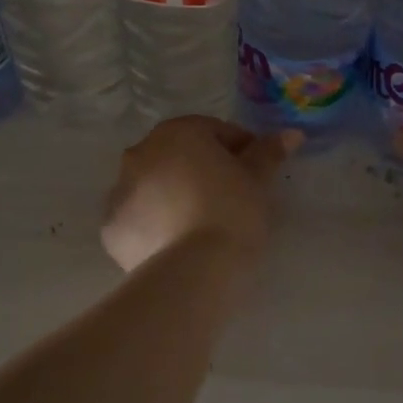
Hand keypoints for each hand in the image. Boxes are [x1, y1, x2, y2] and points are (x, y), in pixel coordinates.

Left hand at [102, 117, 300, 272]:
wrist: (194, 271)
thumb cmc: (232, 211)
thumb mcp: (258, 180)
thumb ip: (269, 152)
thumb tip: (291, 134)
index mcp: (177, 133)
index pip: (215, 132)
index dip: (240, 150)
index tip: (256, 175)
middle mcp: (141, 152)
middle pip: (180, 156)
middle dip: (202, 171)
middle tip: (230, 200)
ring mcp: (120, 190)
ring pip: (155, 186)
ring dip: (175, 196)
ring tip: (202, 226)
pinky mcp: (112, 228)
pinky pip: (139, 219)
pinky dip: (155, 225)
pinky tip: (177, 244)